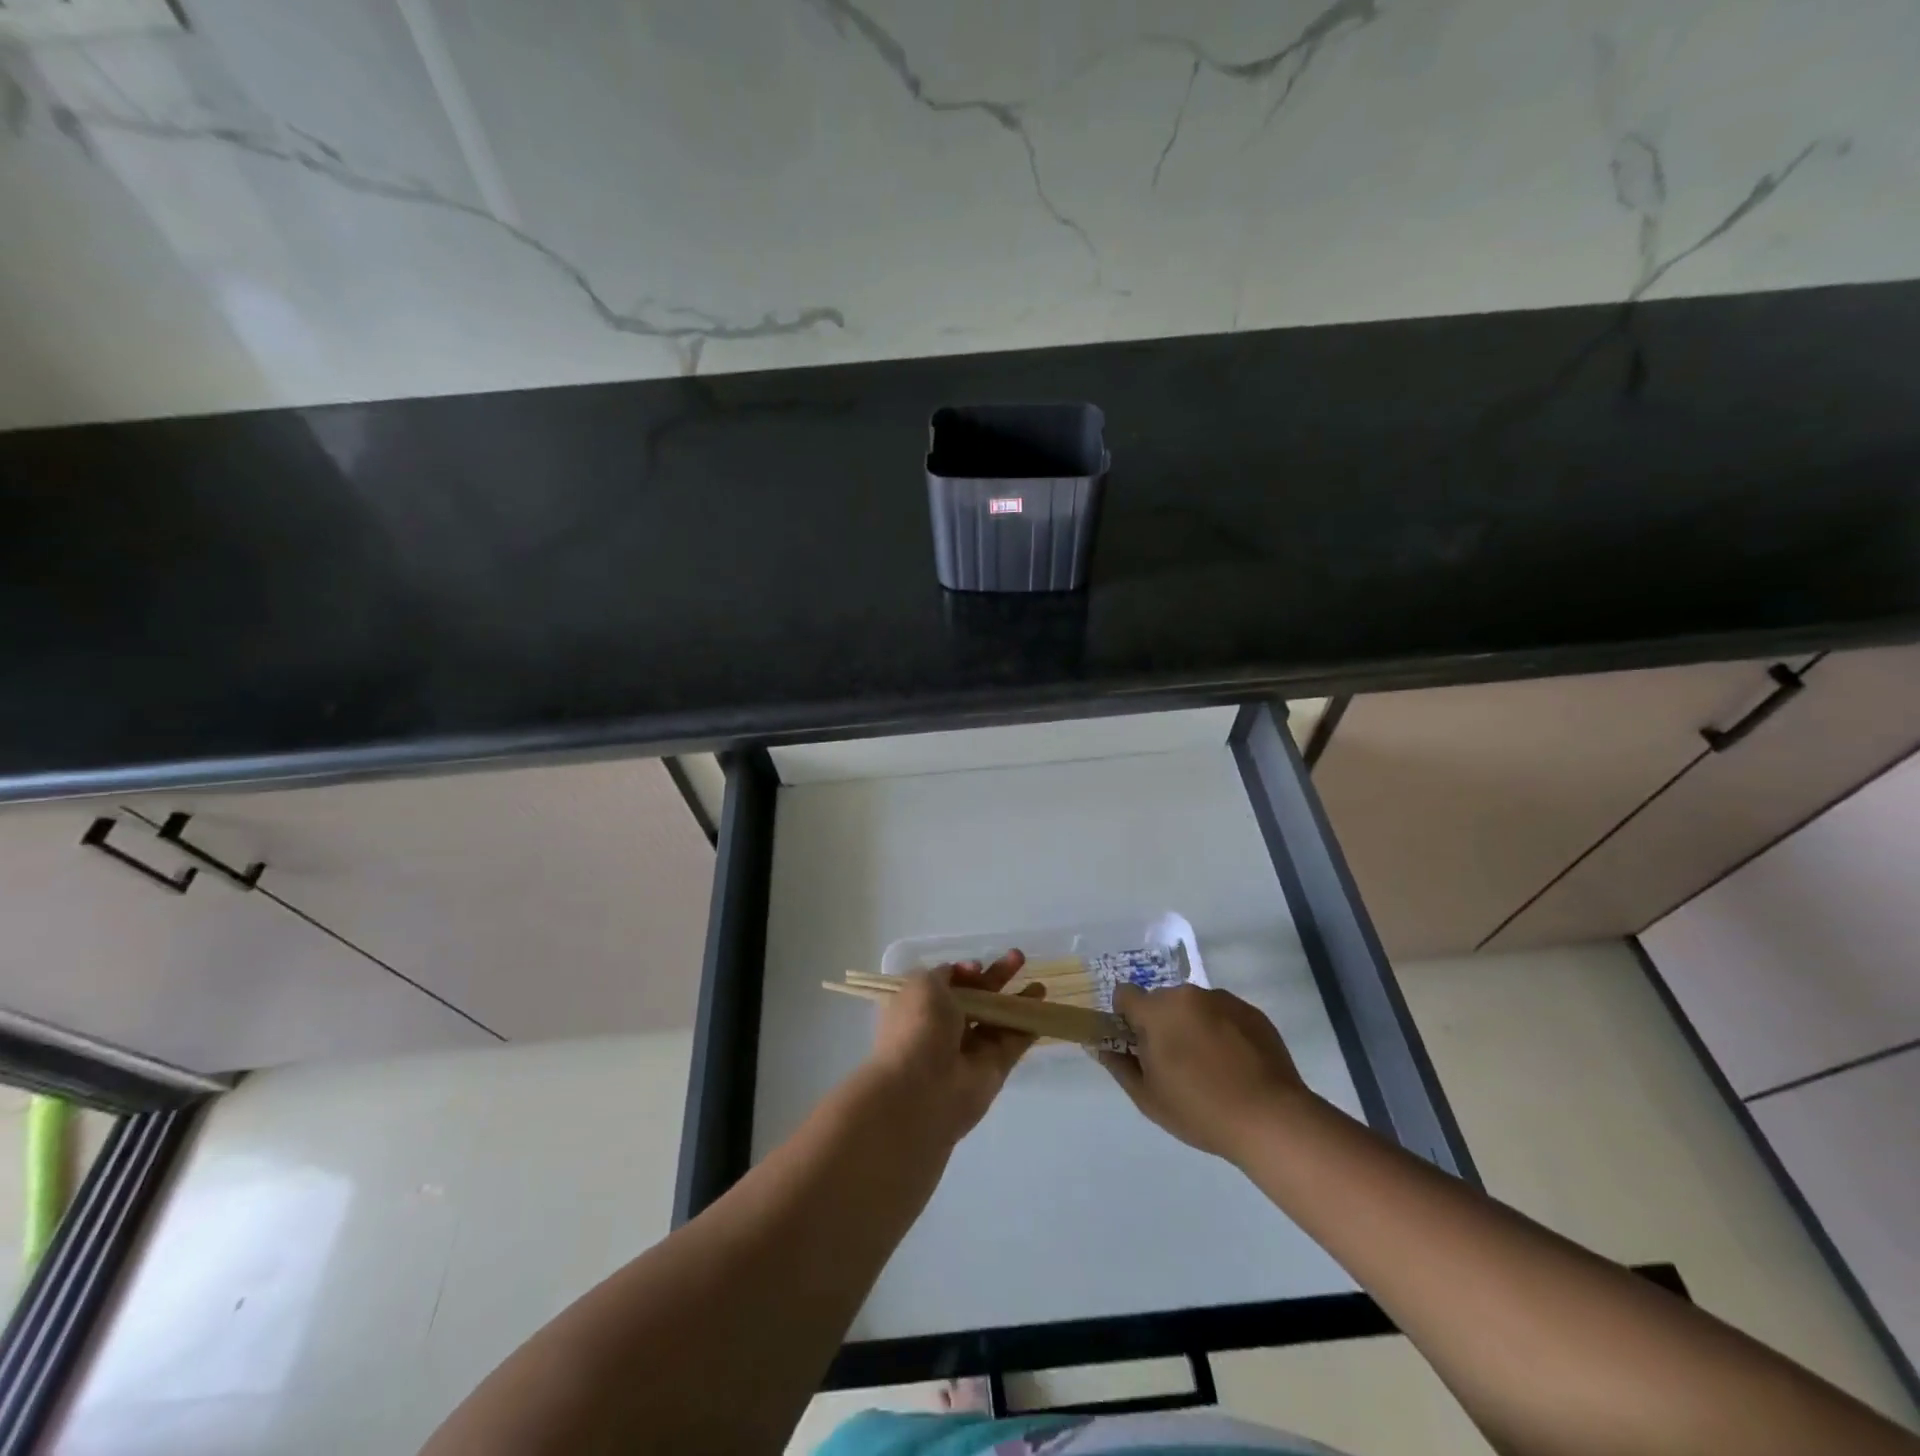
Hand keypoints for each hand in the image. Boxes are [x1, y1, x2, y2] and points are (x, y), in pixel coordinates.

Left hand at [863, 953, 1041, 1143]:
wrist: (921, 1089)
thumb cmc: (918, 1027)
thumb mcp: (923, 984)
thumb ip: (946, 974)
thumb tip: (964, 972)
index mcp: (923, 1006)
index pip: (949, 984)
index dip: (965, 972)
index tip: (977, 966)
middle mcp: (946, 1027)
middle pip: (978, 997)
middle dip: (997, 977)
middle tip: (1018, 957)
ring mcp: (971, 1049)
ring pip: (998, 1019)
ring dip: (1017, 1001)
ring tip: (1039, 986)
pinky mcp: (993, 1069)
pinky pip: (1013, 1043)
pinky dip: (1027, 1027)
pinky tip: (1043, 1010)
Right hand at [1099, 983, 1310, 1165]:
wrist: (1271, 1119)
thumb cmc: (1200, 1110)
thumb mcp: (1148, 1098)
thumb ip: (1119, 1066)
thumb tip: (1100, 1046)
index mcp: (1157, 1011)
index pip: (1125, 995)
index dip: (1125, 1018)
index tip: (1138, 1046)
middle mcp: (1187, 994)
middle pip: (1161, 1002)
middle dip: (1162, 1024)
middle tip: (1175, 1065)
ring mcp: (1223, 1000)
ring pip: (1194, 1007)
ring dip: (1192, 1026)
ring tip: (1211, 1069)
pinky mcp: (1251, 1012)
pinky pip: (1224, 1015)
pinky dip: (1222, 1032)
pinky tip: (1235, 1067)